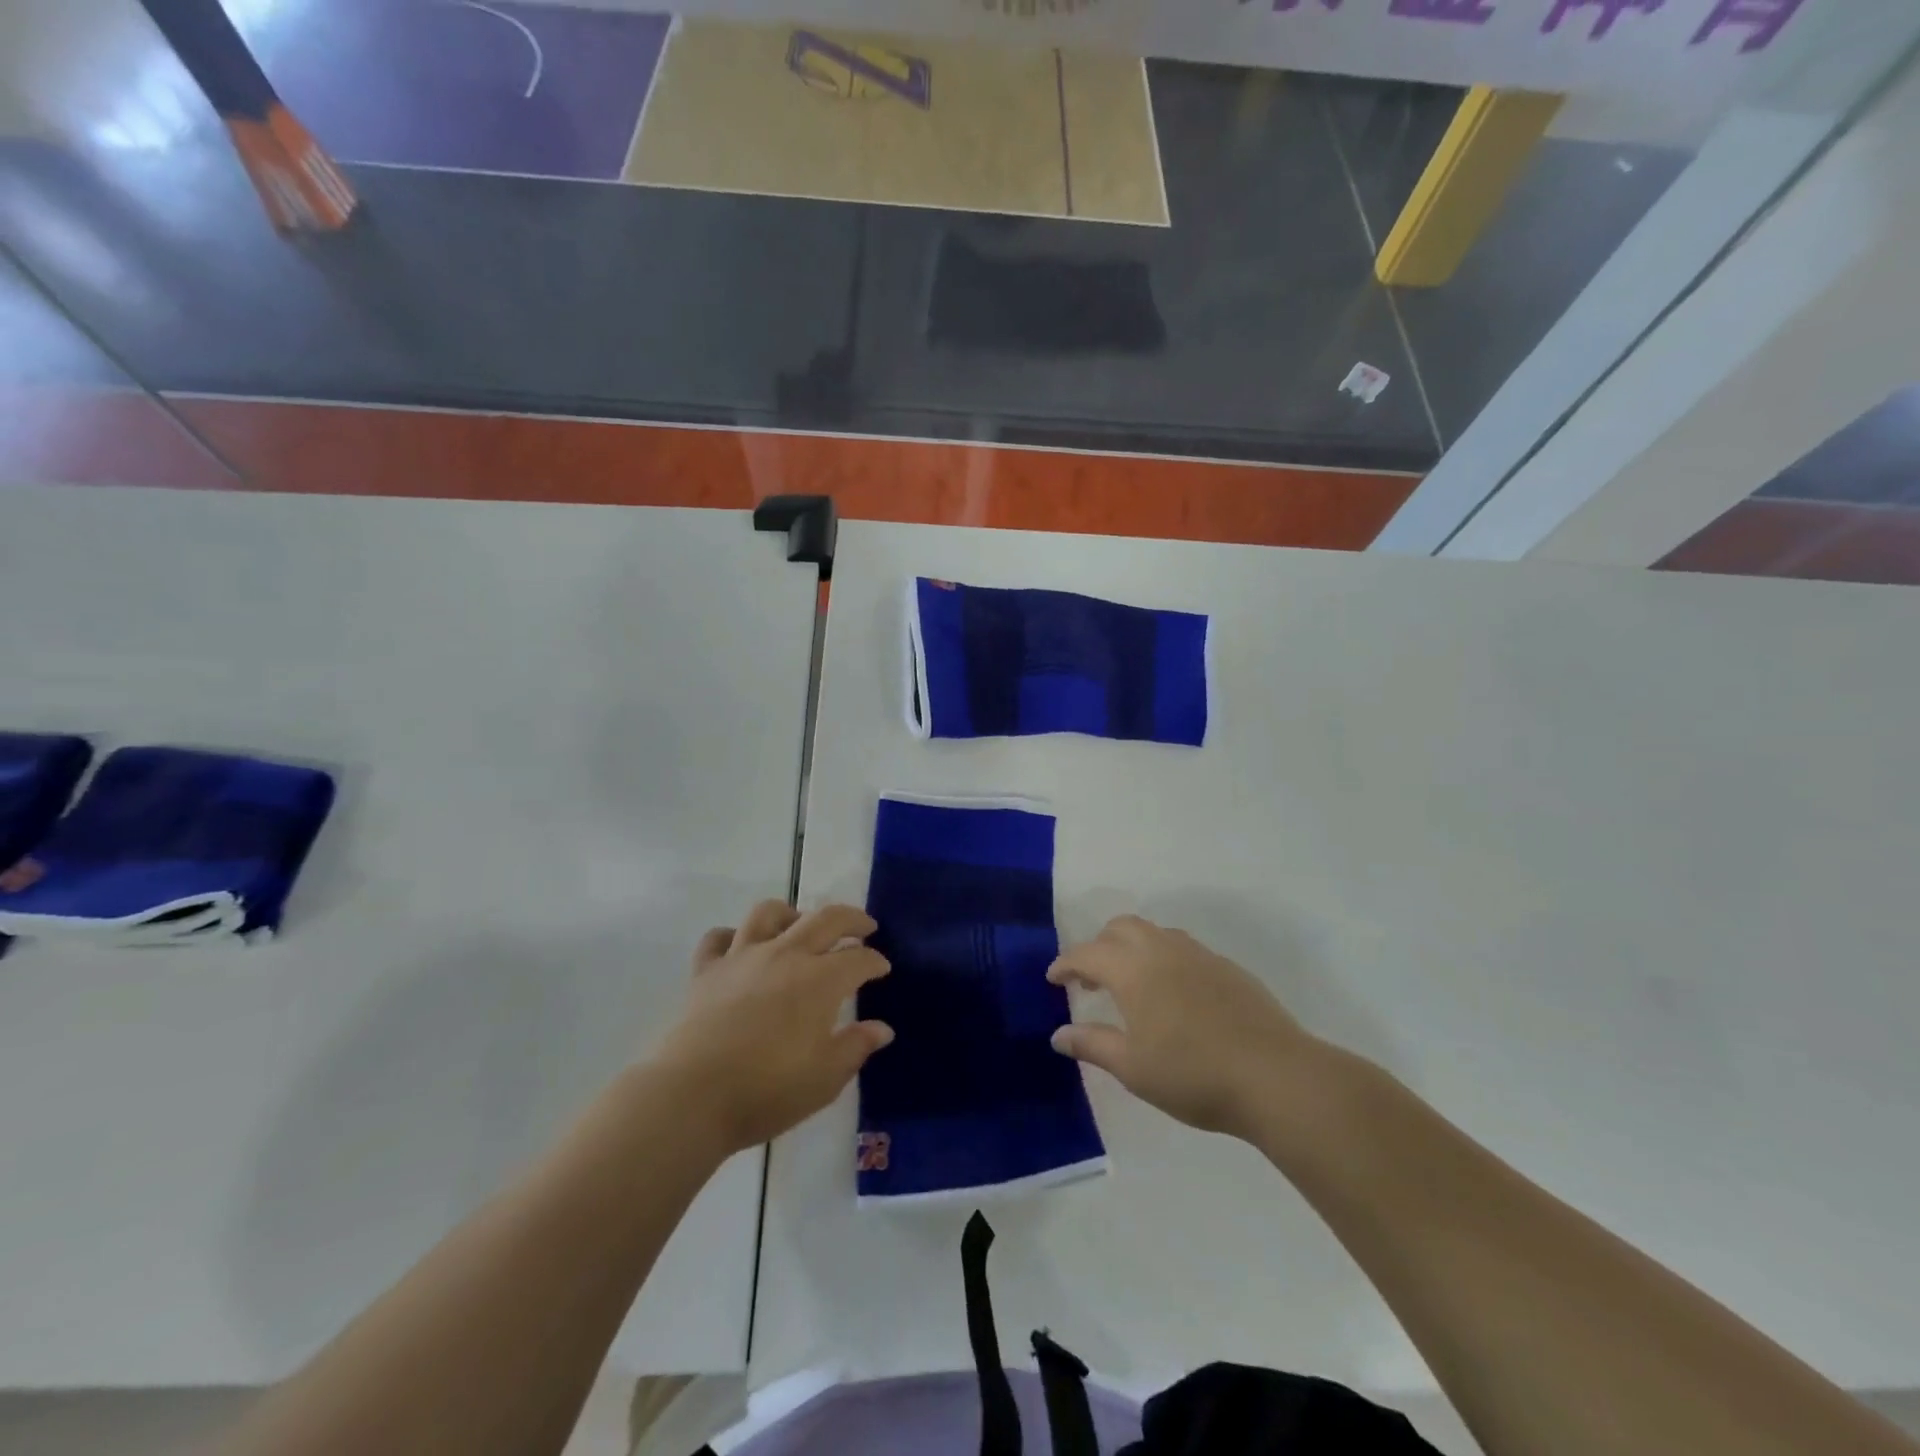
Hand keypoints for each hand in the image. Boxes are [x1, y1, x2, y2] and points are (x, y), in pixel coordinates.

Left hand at [654, 901, 893, 1154]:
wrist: (691, 1096)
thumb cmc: (766, 1090)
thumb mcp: (825, 1078)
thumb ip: (856, 1047)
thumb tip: (881, 1028)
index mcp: (820, 980)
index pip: (858, 959)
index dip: (875, 961)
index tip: (883, 968)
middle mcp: (785, 955)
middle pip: (825, 919)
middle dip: (851, 920)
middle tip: (864, 928)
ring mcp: (742, 957)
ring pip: (769, 914)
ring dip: (792, 914)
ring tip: (800, 926)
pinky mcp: (706, 970)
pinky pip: (719, 938)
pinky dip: (732, 936)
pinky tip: (740, 948)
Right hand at [1048, 915, 1315, 1140]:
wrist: (1275, 1076)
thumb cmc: (1193, 1074)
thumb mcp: (1133, 1068)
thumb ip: (1093, 1044)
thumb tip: (1059, 1034)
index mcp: (1133, 970)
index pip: (1087, 953)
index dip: (1066, 963)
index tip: (1053, 978)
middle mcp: (1162, 950)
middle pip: (1121, 927)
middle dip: (1098, 945)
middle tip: (1092, 979)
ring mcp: (1198, 955)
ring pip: (1154, 933)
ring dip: (1132, 947)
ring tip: (1131, 983)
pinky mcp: (1227, 967)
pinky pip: (1182, 948)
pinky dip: (1163, 958)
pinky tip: (1173, 994)